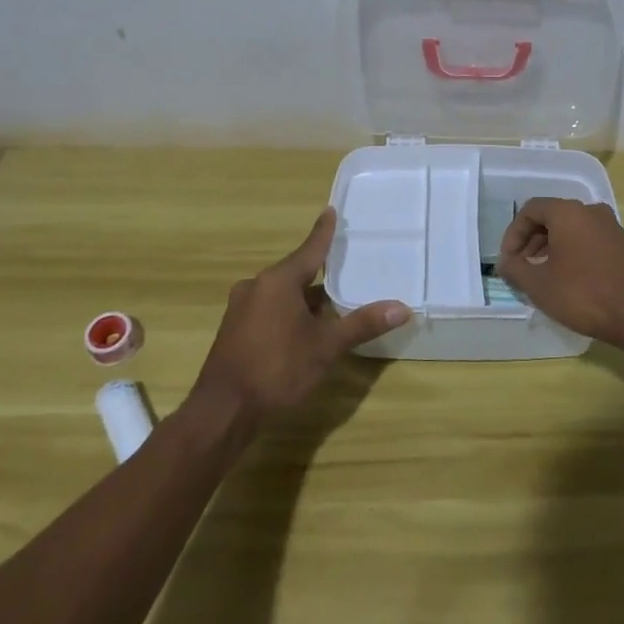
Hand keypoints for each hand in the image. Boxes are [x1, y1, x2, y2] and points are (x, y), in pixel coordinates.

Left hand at [188, 208, 408, 424]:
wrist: (222, 412)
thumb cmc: (277, 370)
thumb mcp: (326, 347)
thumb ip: (362, 324)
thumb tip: (402, 308)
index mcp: (278, 281)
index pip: (310, 249)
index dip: (323, 232)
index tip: (330, 211)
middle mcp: (256, 286)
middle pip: (295, 272)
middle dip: (319, 273)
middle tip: (344, 267)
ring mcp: (241, 308)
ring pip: (281, 293)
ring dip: (304, 298)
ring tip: (331, 304)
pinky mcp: (234, 330)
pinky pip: (268, 309)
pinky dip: (288, 312)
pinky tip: (303, 329)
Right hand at [496, 198, 623, 352]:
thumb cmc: (584, 294)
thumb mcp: (539, 285)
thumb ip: (515, 269)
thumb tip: (505, 263)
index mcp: (568, 212)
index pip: (530, 210)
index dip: (513, 234)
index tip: (508, 260)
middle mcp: (591, 211)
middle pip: (552, 217)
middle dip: (531, 241)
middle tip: (521, 268)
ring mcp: (611, 227)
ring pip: (571, 229)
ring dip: (551, 248)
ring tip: (542, 276)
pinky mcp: (623, 246)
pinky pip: (588, 240)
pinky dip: (572, 253)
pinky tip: (568, 280)